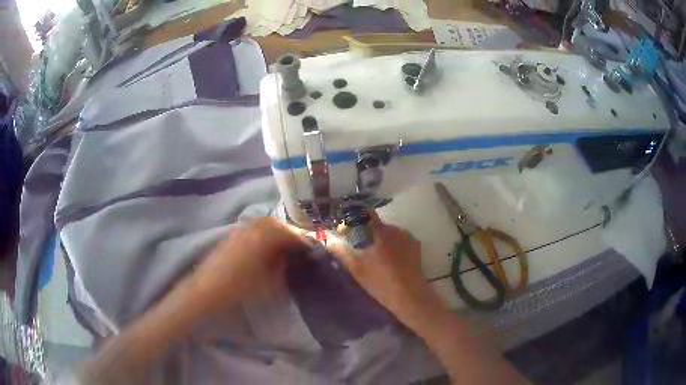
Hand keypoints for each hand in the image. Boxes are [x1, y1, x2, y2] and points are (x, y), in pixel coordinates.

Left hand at [191, 217, 307, 304]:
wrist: (207, 290)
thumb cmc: (239, 288)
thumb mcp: (267, 282)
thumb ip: (280, 267)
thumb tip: (287, 259)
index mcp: (262, 239)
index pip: (287, 234)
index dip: (300, 240)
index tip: (309, 247)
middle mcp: (250, 230)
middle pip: (273, 224)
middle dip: (287, 232)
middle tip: (296, 243)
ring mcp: (238, 232)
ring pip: (261, 224)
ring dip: (273, 231)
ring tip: (280, 244)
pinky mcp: (229, 237)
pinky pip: (250, 229)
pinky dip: (260, 234)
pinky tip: (261, 246)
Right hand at [327, 214, 443, 329]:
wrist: (409, 295)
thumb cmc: (380, 282)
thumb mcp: (356, 268)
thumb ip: (341, 251)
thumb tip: (328, 239)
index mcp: (380, 232)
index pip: (365, 214)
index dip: (353, 220)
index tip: (346, 232)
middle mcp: (395, 229)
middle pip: (376, 225)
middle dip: (366, 233)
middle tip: (359, 249)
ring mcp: (407, 237)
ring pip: (389, 233)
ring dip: (380, 240)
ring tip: (376, 257)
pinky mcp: (416, 245)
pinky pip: (400, 240)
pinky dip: (393, 245)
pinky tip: (391, 260)